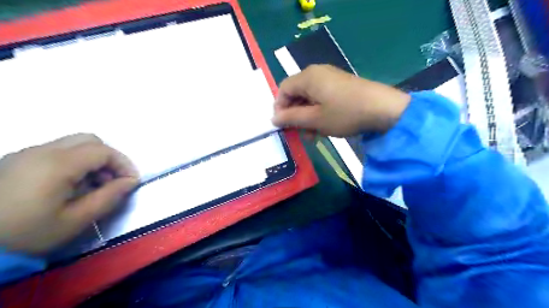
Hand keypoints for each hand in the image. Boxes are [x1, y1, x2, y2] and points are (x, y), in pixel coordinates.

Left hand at [0, 133, 139, 253]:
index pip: (104, 151)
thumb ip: (109, 197)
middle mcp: (41, 151)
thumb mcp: (76, 220)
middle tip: (113, 180)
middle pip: (89, 140)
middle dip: (109, 158)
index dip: (124, 164)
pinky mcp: (15, 161)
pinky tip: (71, 184)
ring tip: (93, 184)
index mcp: (57, 164)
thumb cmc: (27, 234)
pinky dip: (74, 161)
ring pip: (73, 144)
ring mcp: (25, 154)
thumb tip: (130, 182)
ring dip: (92, 159)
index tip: (131, 182)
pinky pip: (56, 151)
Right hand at [272, 63, 409, 137]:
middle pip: (296, 93)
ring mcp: (330, 78)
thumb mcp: (315, 119)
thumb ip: (291, 118)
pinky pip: (322, 98)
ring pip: (309, 98)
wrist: (384, 109)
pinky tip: (324, 127)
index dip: (279, 108)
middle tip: (299, 133)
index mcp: (308, 77)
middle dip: (295, 115)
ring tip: (313, 135)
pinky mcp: (341, 86)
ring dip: (307, 116)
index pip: (283, 89)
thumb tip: (273, 118)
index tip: (282, 126)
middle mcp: (317, 73)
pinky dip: (318, 112)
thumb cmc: (345, 113)